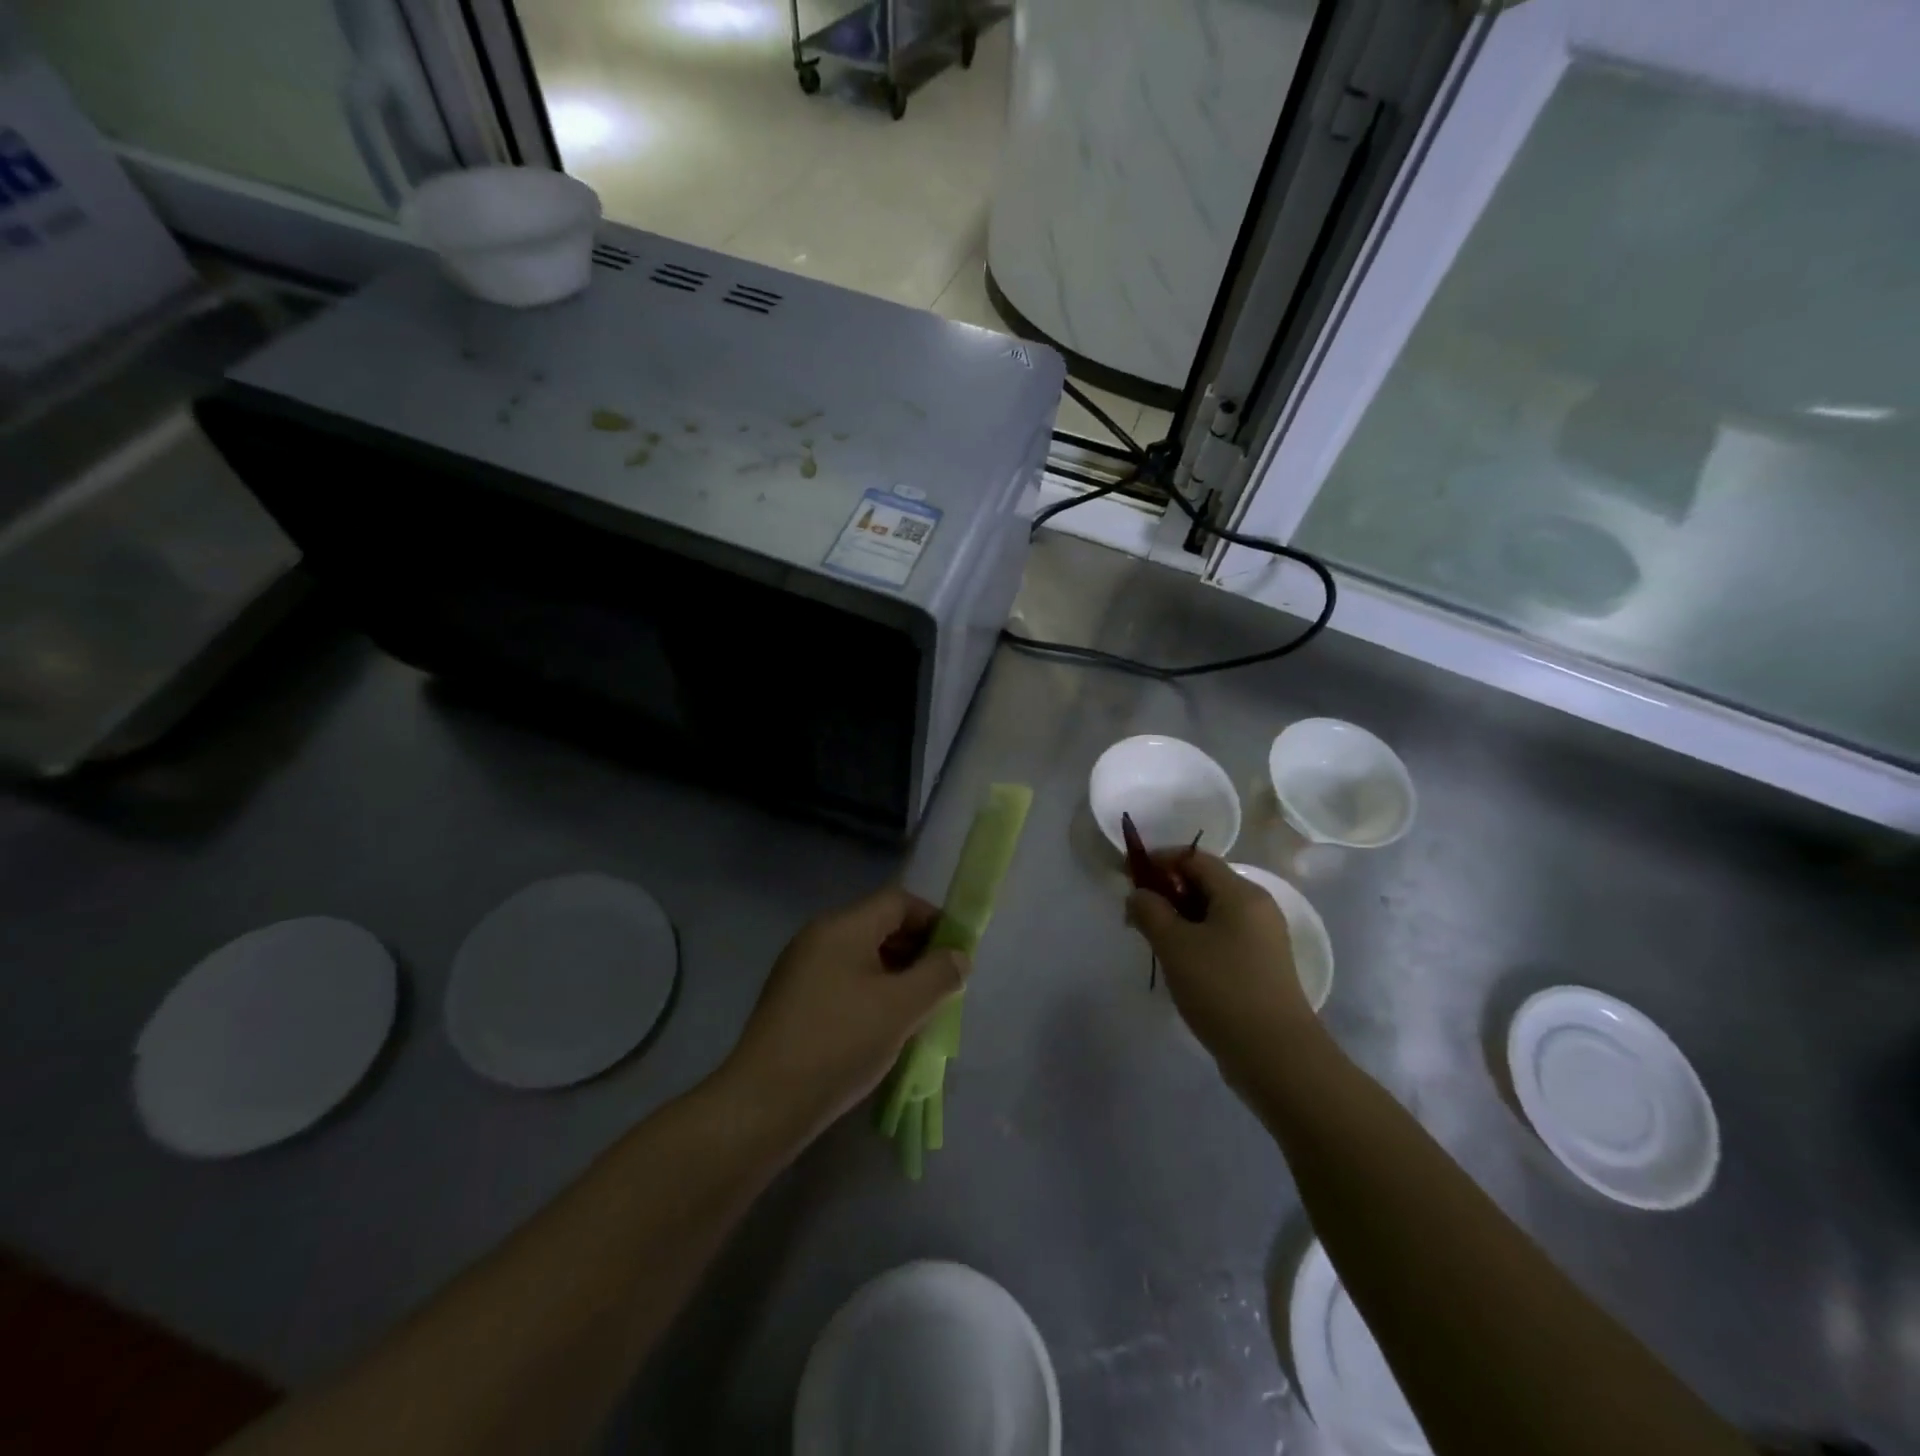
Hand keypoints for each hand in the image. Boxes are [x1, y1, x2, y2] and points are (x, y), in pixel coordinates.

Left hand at [724, 886, 968, 1135]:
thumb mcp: (901, 1008)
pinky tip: (883, 1026)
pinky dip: (871, 991)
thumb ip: (938, 976)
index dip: (933, 920)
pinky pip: (843, 979)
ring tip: (919, 1009)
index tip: (957, 954)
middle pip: (879, 925)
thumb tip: (958, 957)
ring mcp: (801, 967)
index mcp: (842, 926)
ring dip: (896, 973)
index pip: (898, 901)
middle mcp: (818, 936)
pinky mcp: (793, 998)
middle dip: (916, 949)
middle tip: (944, 985)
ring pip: (861, 955)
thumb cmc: (840, 1043)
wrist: (763, 1103)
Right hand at [1126, 850, 1318, 1075]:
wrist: (1276, 1057)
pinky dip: (1196, 940)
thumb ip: (1149, 911)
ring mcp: (1263, 939)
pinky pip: (1223, 938)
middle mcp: (1257, 908)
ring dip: (1178, 919)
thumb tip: (1138, 894)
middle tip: (1135, 916)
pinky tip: (1179, 965)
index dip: (1158, 862)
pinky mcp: (1262, 967)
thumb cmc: (1222, 989)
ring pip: (1212, 913)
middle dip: (1166, 893)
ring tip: (1152, 942)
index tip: (1127, 877)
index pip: (1194, 858)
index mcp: (1241, 893)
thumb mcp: (1174, 945)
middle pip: (1205, 883)